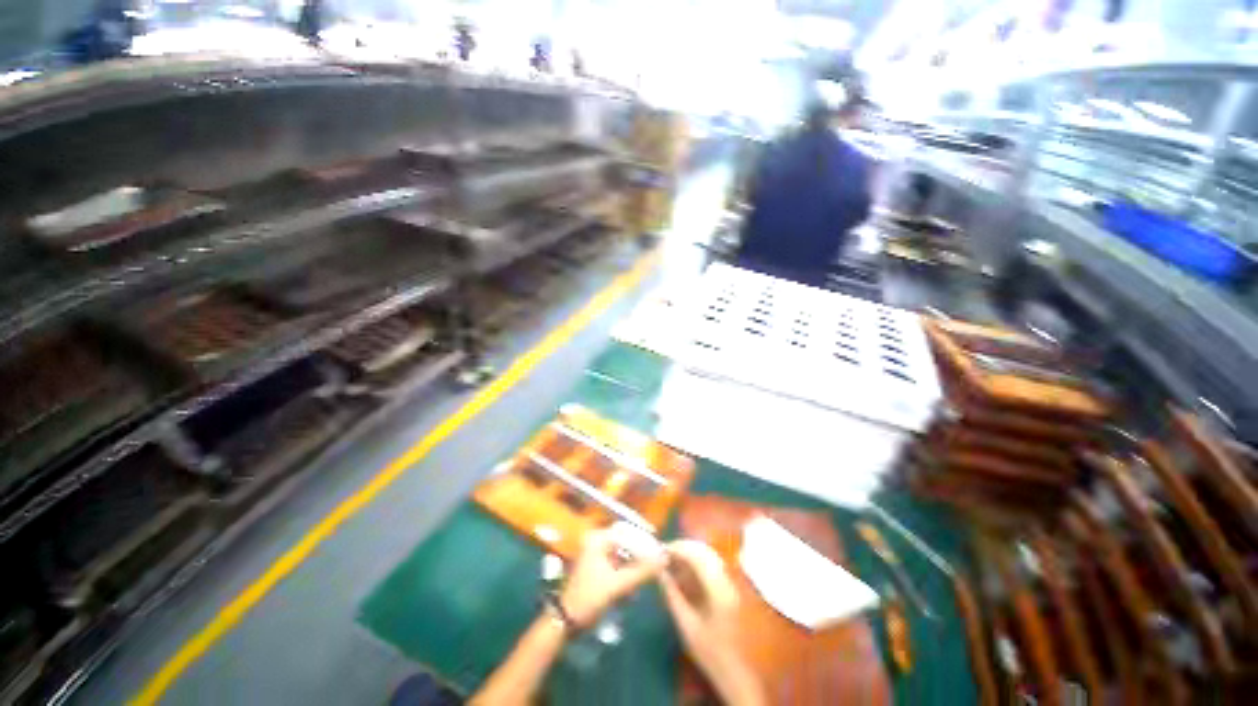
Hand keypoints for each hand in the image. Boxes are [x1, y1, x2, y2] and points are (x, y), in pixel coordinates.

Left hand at [559, 529, 666, 627]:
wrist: (565, 622)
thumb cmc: (588, 599)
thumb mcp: (617, 586)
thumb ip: (642, 572)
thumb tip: (664, 558)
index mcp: (598, 539)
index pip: (628, 532)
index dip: (644, 541)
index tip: (659, 552)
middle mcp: (597, 541)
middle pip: (627, 543)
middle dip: (640, 556)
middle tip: (655, 566)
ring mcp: (597, 554)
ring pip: (624, 555)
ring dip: (634, 567)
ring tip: (646, 578)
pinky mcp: (598, 568)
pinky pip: (618, 565)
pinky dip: (627, 574)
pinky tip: (633, 588)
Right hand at [661, 541, 763, 705]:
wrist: (733, 670)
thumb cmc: (708, 651)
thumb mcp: (685, 624)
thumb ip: (672, 594)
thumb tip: (658, 571)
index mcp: (717, 589)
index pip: (697, 556)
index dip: (678, 548)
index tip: (661, 549)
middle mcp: (726, 580)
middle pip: (704, 551)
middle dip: (683, 548)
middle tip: (664, 552)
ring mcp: (730, 582)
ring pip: (708, 556)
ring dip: (689, 553)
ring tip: (670, 559)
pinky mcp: (728, 587)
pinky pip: (711, 565)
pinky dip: (696, 562)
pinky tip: (683, 570)